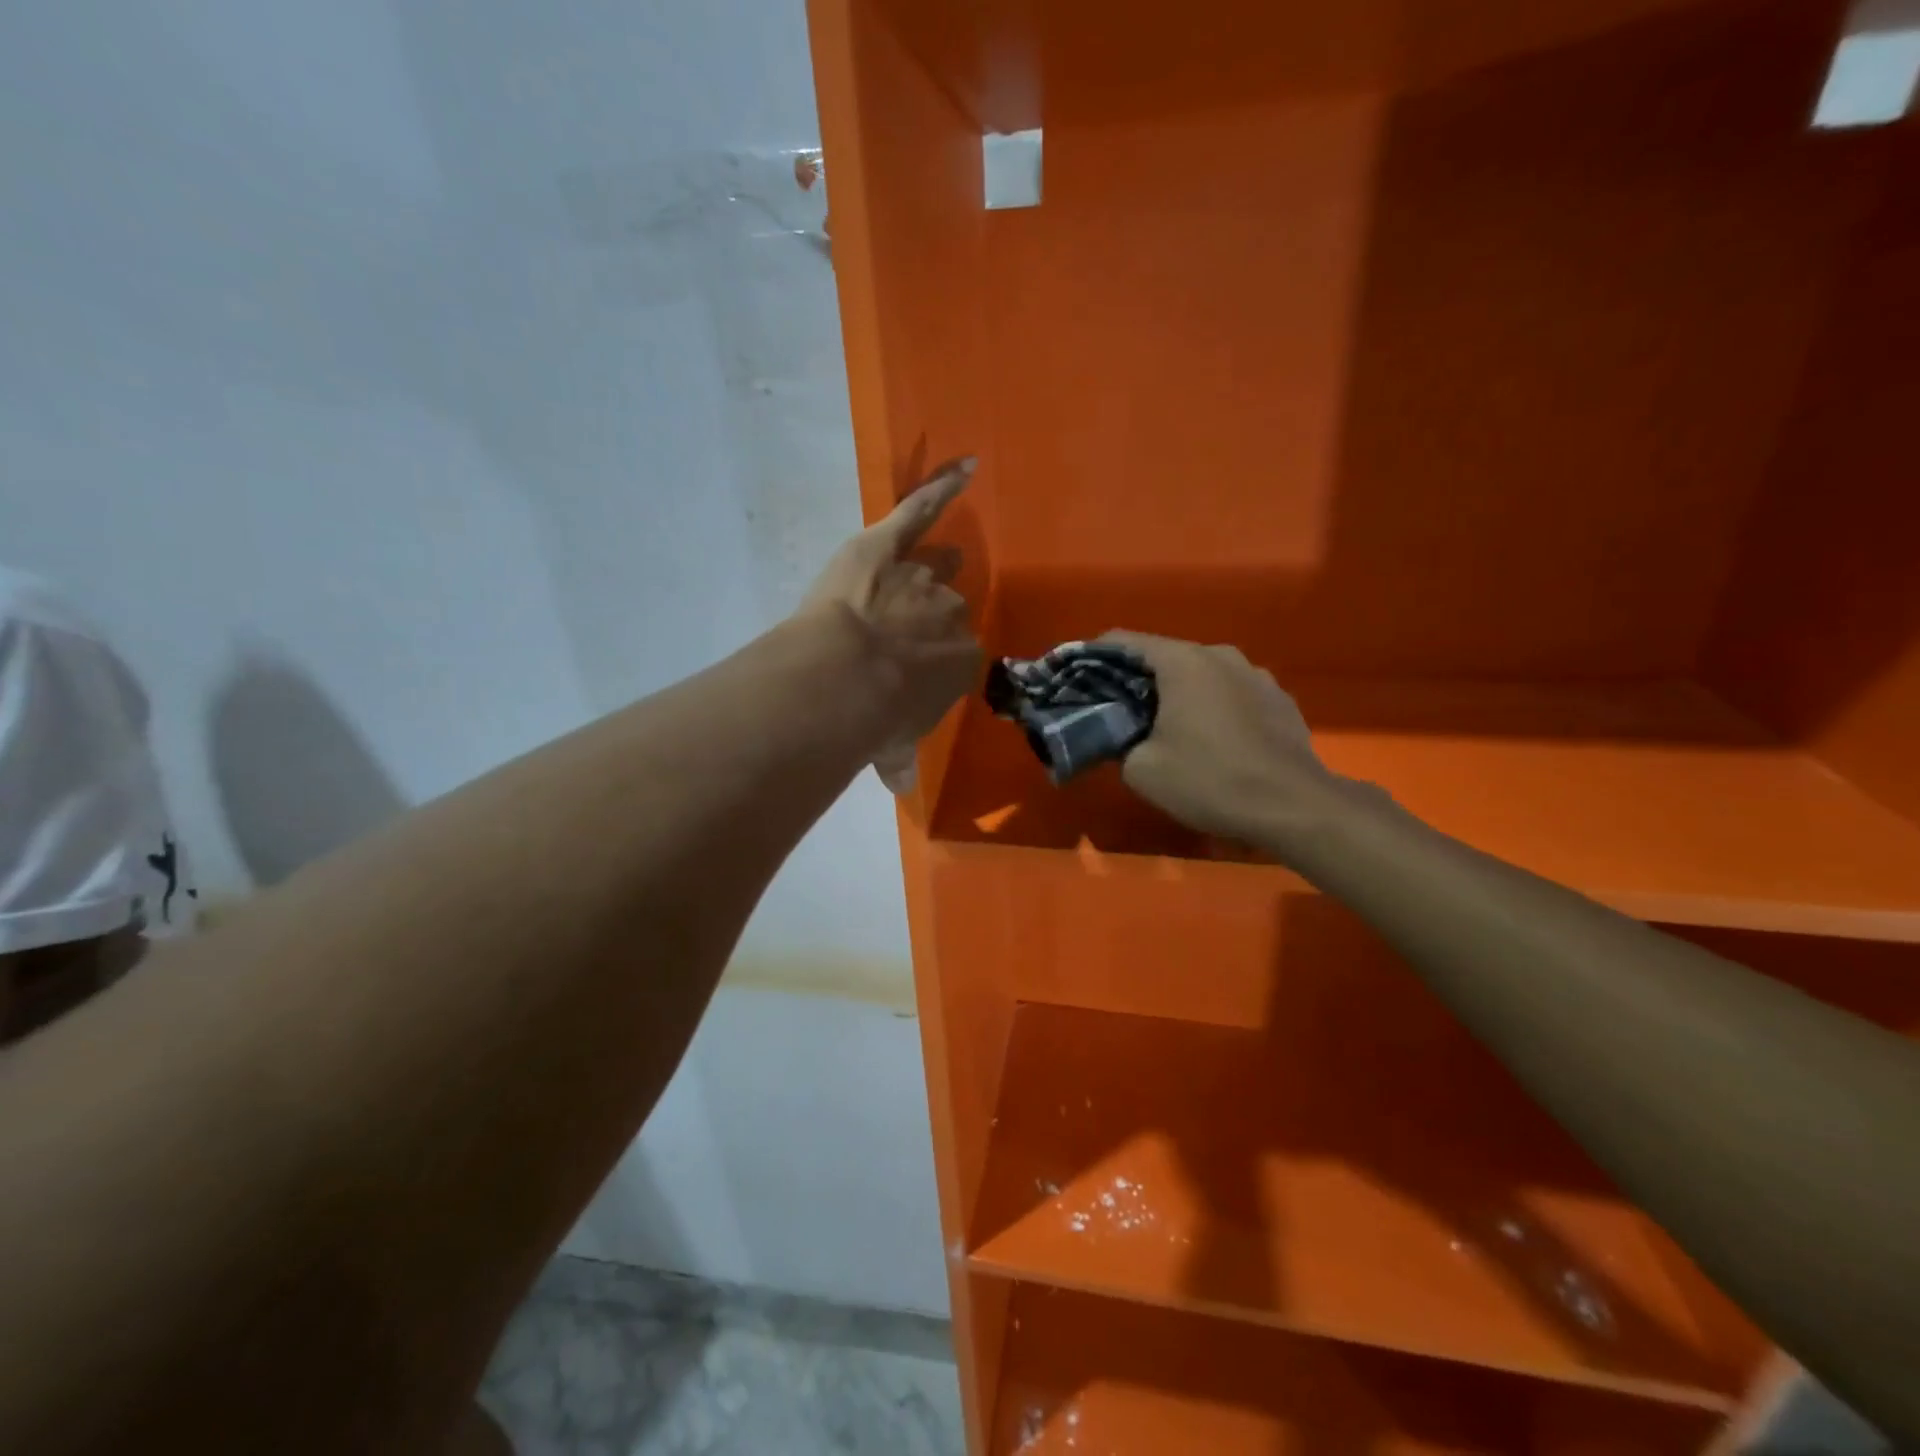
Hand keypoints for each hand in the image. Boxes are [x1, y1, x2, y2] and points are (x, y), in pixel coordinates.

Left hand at [803, 459, 981, 792]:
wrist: (845, 678)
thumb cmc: (876, 716)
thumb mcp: (893, 746)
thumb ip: (899, 757)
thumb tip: (899, 784)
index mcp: (960, 659)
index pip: (959, 651)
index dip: (940, 657)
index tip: (924, 667)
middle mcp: (949, 612)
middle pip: (949, 606)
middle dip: (936, 615)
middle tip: (921, 625)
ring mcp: (920, 576)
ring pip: (934, 568)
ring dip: (936, 567)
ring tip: (945, 557)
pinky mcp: (885, 546)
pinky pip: (918, 512)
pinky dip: (939, 489)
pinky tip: (964, 469)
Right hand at [1099, 631, 1342, 842]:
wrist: (1293, 807)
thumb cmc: (1208, 780)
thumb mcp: (1141, 769)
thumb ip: (1118, 742)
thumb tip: (1118, 735)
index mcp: (1184, 661)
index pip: (1125, 642)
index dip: (1094, 657)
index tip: (1078, 677)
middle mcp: (1222, 655)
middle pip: (1165, 657)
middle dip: (1137, 680)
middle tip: (1117, 711)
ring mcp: (1257, 675)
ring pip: (1202, 676)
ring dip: (1179, 694)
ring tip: (1166, 727)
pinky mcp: (1280, 700)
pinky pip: (1232, 694)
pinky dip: (1213, 708)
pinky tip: (1211, 741)